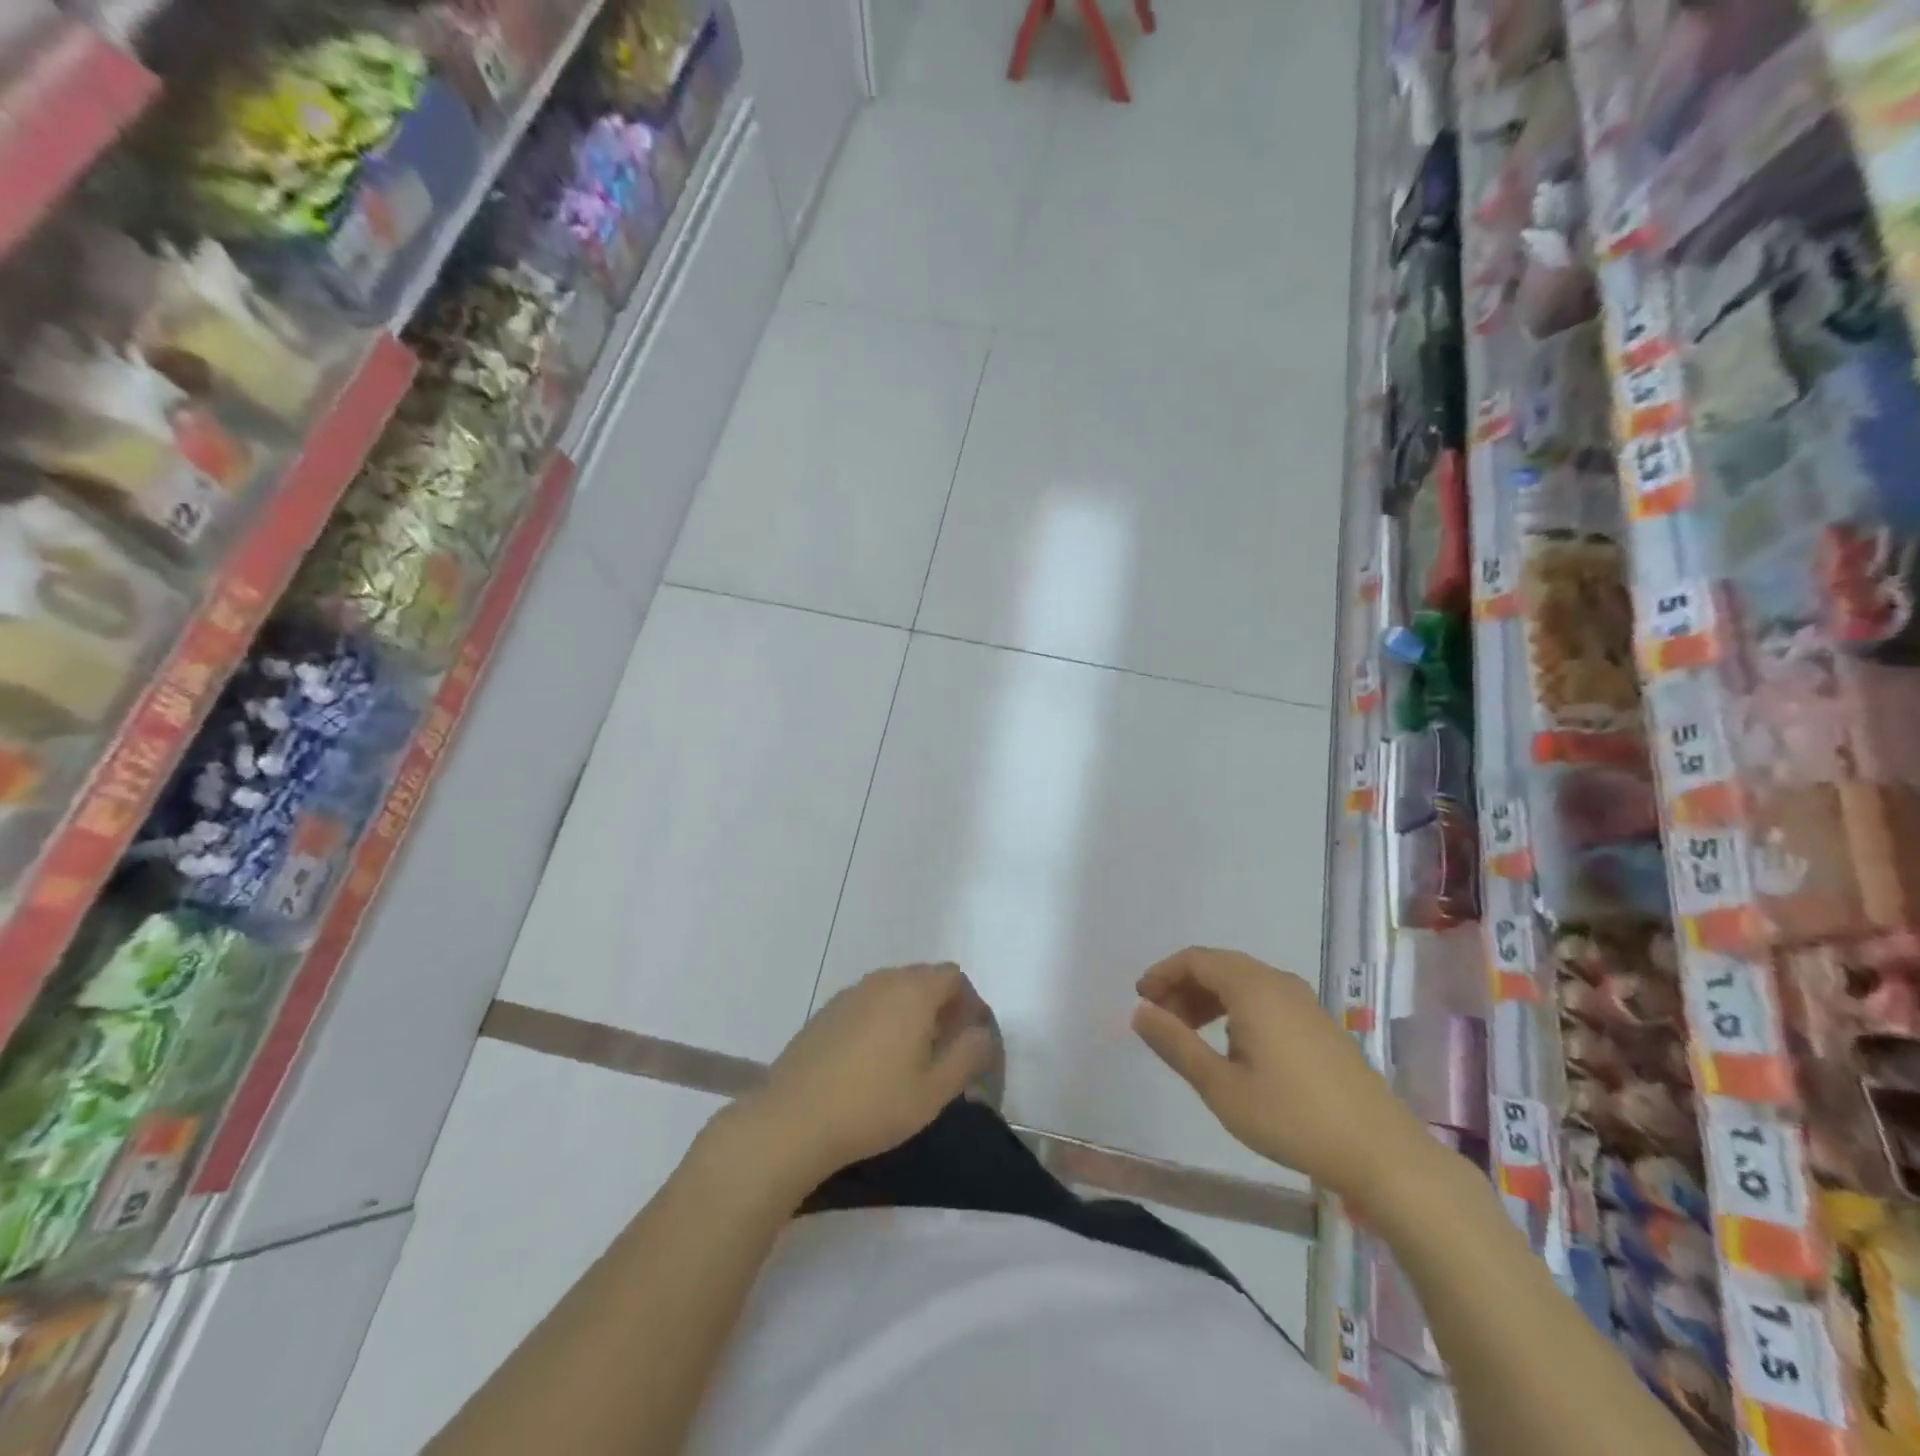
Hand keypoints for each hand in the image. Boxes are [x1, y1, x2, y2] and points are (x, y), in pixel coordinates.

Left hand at [743, 964, 995, 1189]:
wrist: (793, 1119)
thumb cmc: (873, 1106)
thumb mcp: (934, 1091)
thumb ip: (968, 1055)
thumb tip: (982, 1033)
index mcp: (913, 992)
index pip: (953, 976)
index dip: (969, 1003)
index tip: (970, 1041)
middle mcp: (882, 981)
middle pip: (924, 978)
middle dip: (942, 1007)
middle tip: (945, 1051)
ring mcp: (850, 994)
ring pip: (894, 990)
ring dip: (911, 1013)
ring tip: (911, 1059)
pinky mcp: (826, 1012)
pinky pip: (867, 1003)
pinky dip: (882, 1020)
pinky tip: (873, 1062)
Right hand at [1132, 947, 1435, 1206]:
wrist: (1382, 1152)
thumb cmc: (1293, 1118)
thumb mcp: (1222, 1087)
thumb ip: (1176, 1044)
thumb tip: (1140, 1011)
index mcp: (1253, 988)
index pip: (1196, 960)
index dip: (1163, 973)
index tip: (1141, 999)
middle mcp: (1279, 983)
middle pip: (1219, 966)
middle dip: (1183, 986)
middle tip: (1160, 1019)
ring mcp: (1304, 1002)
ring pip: (1243, 982)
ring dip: (1209, 999)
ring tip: (1188, 1034)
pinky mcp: (1319, 1024)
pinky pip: (1265, 998)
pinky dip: (1236, 1009)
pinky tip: (1232, 1047)